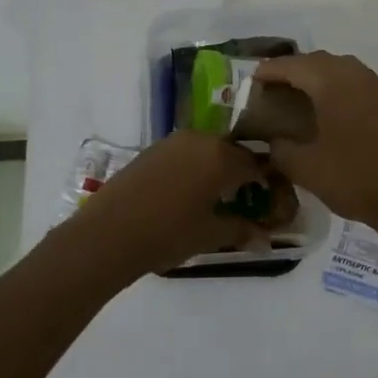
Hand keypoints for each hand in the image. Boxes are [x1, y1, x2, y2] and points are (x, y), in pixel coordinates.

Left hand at [64, 131, 275, 277]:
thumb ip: (241, 230)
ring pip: (206, 150)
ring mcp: (172, 142)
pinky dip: (192, 168)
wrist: (108, 234)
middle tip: (243, 198)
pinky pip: (184, 154)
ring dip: (215, 168)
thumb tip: (265, 238)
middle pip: (231, 152)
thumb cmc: (168, 234)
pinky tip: (185, 192)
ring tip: (213, 196)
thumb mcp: (210, 235)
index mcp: (222, 157)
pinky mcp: (151, 150)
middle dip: (240, 173)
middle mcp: (200, 140)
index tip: (269, 198)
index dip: (265, 181)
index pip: (256, 164)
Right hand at [253, 52, 377, 233]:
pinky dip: (337, 87)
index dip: (269, 71)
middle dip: (293, 70)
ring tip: (299, 96)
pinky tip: (330, 109)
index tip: (251, 80)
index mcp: (332, 83)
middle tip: (273, 89)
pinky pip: (357, 82)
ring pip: (340, 68)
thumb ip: (280, 148)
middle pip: (317, 61)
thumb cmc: (353, 178)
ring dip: (318, 76)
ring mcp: (377, 87)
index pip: (293, 66)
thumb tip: (273, 140)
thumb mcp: (304, 168)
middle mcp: (355, 75)